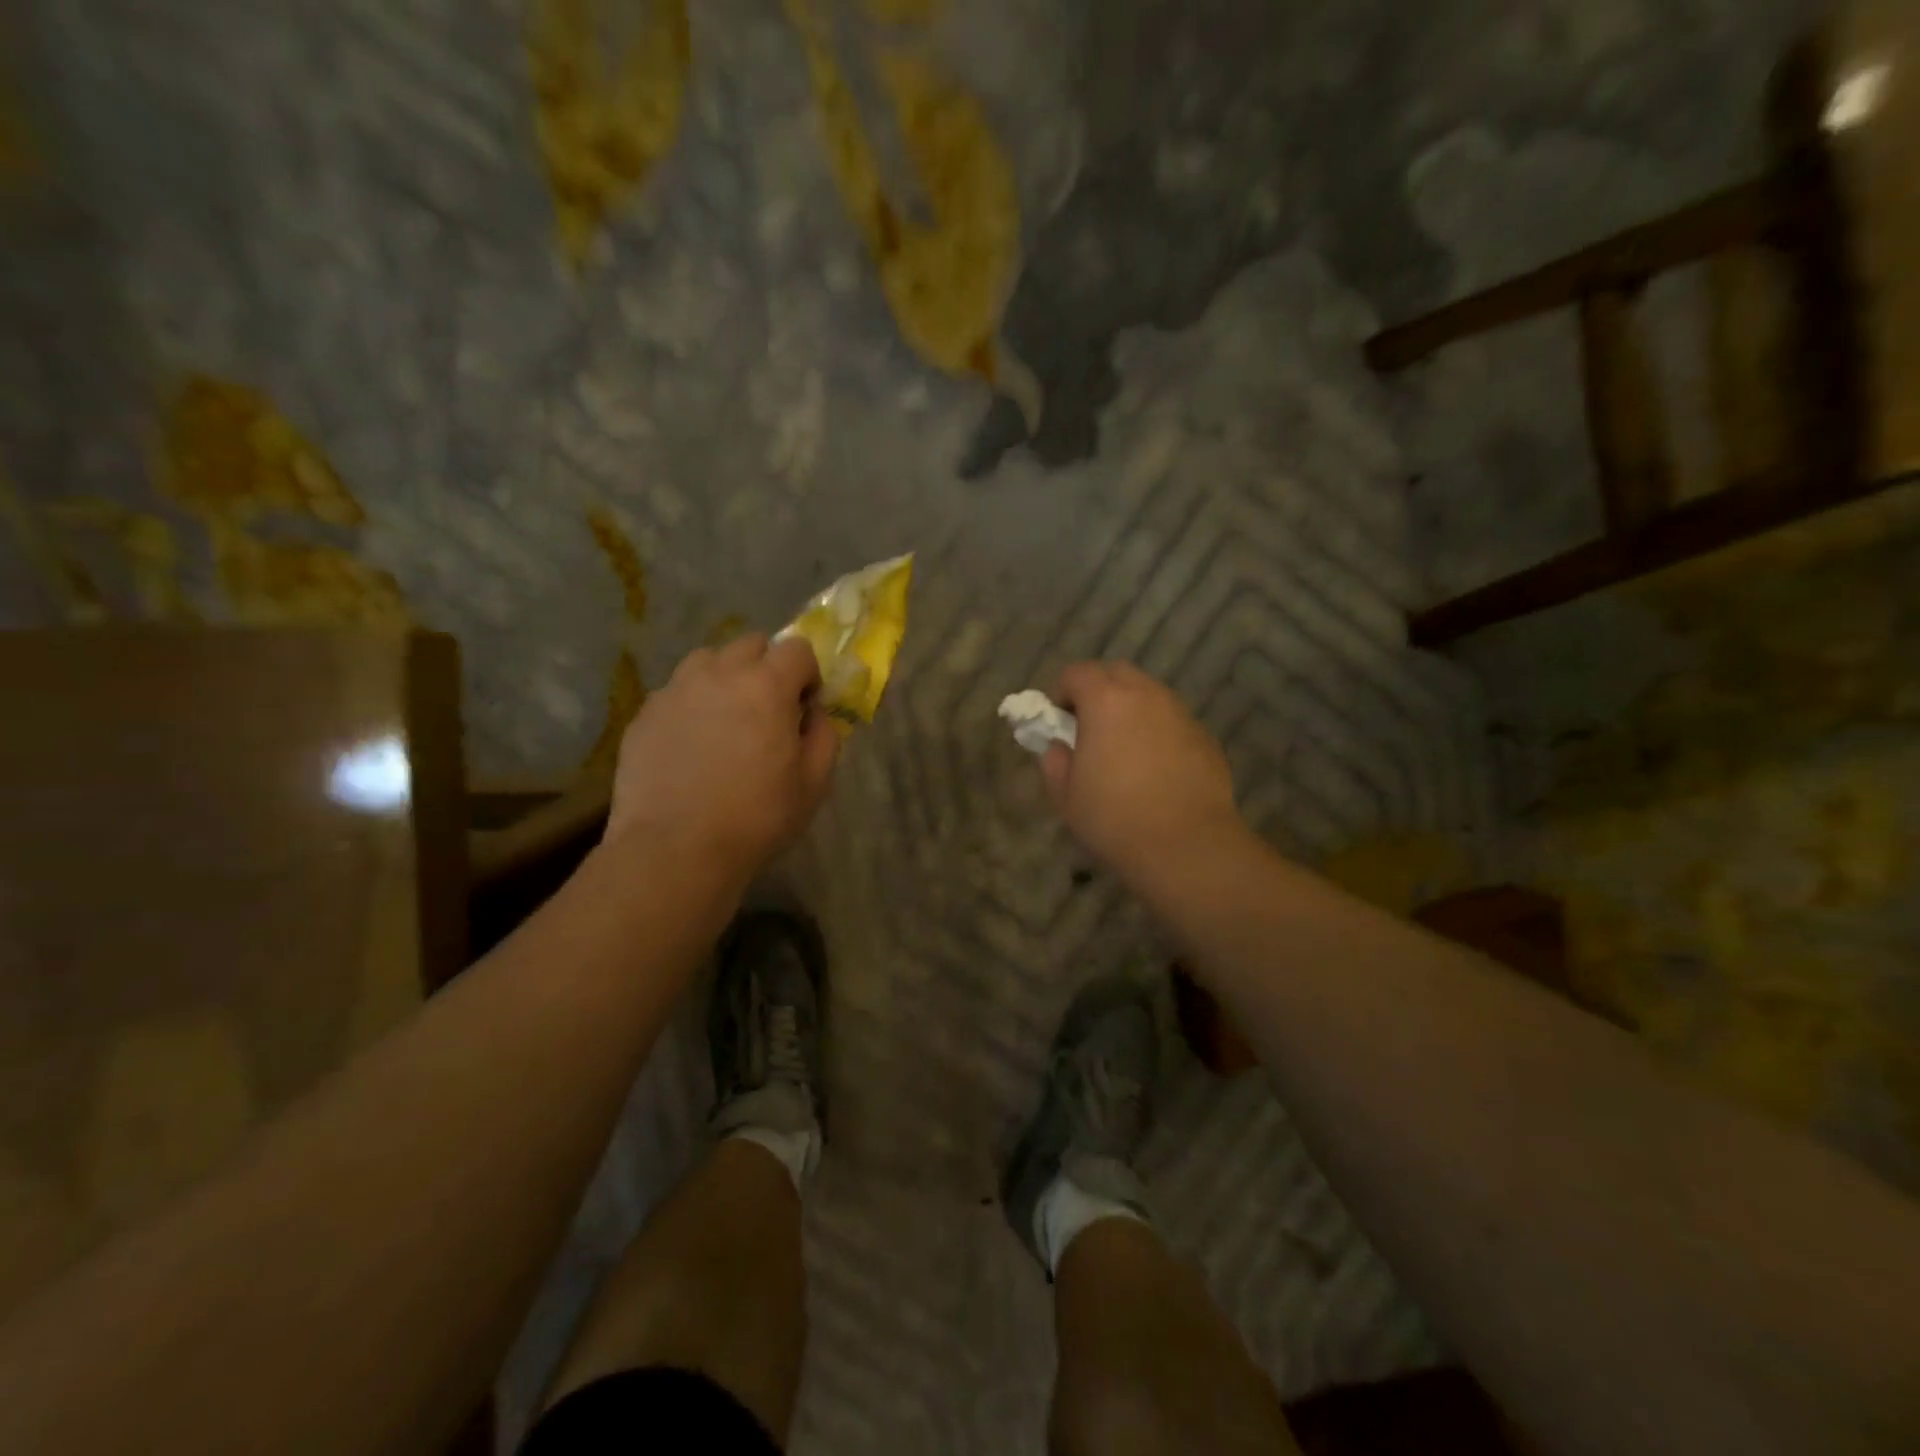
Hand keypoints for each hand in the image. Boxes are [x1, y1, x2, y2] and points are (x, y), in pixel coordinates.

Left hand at [608, 634, 839, 872]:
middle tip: (767, 710)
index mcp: (766, 685)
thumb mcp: (814, 783)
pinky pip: (676, 691)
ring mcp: (675, 690)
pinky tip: (692, 745)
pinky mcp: (645, 713)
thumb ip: (824, 736)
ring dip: (725, 677)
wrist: (675, 849)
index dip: (808, 675)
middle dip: (767, 667)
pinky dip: (692, 704)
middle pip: (750, 644)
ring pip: (707, 660)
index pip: (797, 648)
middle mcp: (719, 674)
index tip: (805, 708)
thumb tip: (813, 714)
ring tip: (726, 719)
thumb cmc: (756, 817)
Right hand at [1041, 662, 1243, 880]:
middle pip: (1118, 673)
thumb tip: (1059, 747)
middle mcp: (1146, 696)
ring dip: (1132, 709)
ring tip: (1125, 748)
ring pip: (1150, 694)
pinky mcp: (1205, 737)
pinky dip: (1159, 731)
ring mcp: (1181, 714)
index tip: (1059, 720)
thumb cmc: (1115, 818)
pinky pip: (1174, 721)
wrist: (1187, 845)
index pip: (1078, 673)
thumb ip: (1055, 761)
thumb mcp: (1067, 796)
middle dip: (1099, 690)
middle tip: (1091, 727)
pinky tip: (1157, 768)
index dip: (1062, 692)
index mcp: (1106, 701)